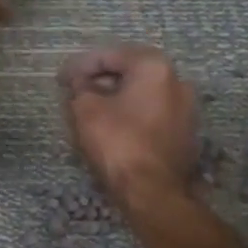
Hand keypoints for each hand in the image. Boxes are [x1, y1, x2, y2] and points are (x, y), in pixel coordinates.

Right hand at [60, 45, 199, 206]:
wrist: (153, 192)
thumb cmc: (118, 143)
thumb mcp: (86, 110)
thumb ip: (80, 88)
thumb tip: (80, 83)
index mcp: (154, 67)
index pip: (111, 55)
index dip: (81, 65)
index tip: (61, 78)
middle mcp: (177, 80)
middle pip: (131, 71)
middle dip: (101, 79)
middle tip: (75, 90)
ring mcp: (186, 108)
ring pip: (143, 93)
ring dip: (117, 96)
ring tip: (90, 108)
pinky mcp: (185, 133)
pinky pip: (153, 113)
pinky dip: (132, 113)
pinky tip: (112, 126)